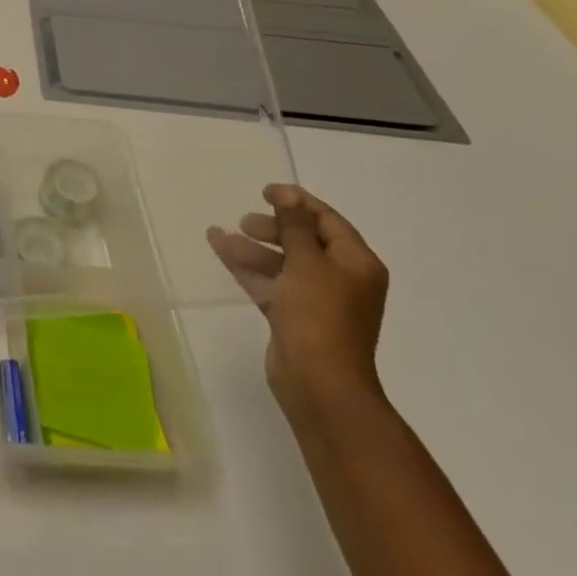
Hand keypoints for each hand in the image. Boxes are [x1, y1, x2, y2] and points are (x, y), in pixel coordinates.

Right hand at [208, 184, 388, 419]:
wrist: (319, 383)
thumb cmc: (319, 315)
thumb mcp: (306, 262)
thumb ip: (294, 226)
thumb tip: (287, 195)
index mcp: (356, 263)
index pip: (328, 221)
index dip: (297, 202)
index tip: (265, 191)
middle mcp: (341, 279)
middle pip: (304, 240)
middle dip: (273, 227)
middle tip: (245, 221)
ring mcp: (317, 300)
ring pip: (282, 262)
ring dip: (253, 247)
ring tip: (220, 237)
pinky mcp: (294, 317)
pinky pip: (270, 282)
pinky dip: (249, 268)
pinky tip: (221, 252)